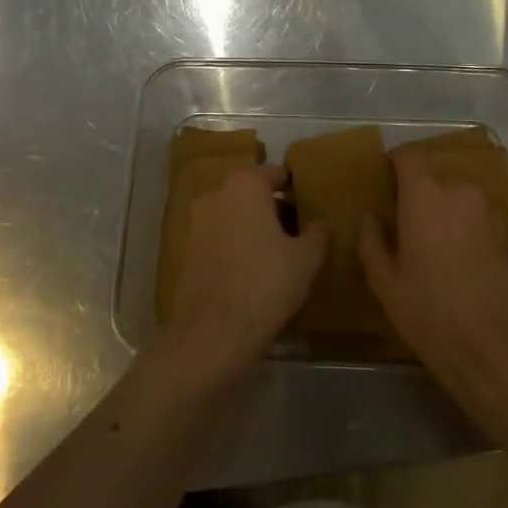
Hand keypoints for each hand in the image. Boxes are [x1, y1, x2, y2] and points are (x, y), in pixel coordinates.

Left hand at [164, 164, 326, 378]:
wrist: (212, 333)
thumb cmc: (266, 284)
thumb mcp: (307, 259)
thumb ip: (318, 233)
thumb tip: (321, 223)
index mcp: (246, 185)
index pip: (276, 173)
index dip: (295, 188)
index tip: (308, 206)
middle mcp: (216, 194)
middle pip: (252, 192)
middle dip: (273, 207)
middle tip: (297, 232)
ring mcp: (196, 222)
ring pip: (233, 214)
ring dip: (252, 226)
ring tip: (276, 253)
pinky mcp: (186, 250)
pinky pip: (218, 236)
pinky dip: (234, 244)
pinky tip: (251, 270)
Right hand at [358, 154, 507, 399]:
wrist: (498, 347)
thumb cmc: (432, 312)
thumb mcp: (386, 282)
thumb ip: (372, 240)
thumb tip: (369, 215)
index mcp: (425, 196)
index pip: (409, 156)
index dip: (395, 162)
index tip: (384, 181)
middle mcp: (459, 191)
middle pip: (434, 176)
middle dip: (418, 193)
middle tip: (404, 223)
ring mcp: (489, 209)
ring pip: (457, 196)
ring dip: (443, 209)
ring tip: (432, 244)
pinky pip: (477, 214)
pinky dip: (464, 224)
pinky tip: (457, 258)